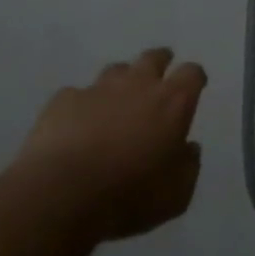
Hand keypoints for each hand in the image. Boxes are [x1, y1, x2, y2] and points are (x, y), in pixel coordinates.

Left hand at [17, 48, 204, 239]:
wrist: (60, 196)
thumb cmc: (129, 195)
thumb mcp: (176, 193)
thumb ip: (188, 165)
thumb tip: (188, 148)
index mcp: (173, 102)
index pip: (192, 73)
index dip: (194, 78)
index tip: (194, 87)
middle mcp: (138, 85)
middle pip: (153, 58)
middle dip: (159, 62)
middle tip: (158, 77)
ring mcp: (98, 90)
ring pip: (115, 70)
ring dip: (120, 82)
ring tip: (116, 102)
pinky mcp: (62, 101)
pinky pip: (76, 94)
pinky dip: (81, 105)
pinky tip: (76, 124)